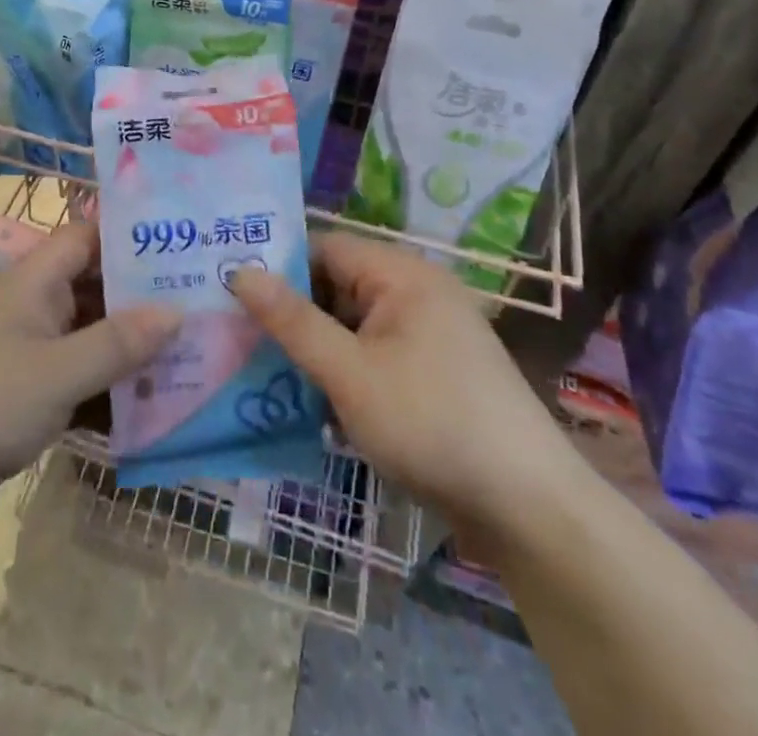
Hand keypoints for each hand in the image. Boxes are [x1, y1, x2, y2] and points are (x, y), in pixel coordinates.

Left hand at [0, 221, 178, 536]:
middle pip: (96, 288)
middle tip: (202, 304)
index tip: (183, 244)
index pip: (89, 238)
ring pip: (91, 337)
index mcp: (33, 281)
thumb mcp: (56, 373)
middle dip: (144, 299)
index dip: (132, 236)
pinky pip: (78, 379)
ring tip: (192, 354)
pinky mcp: (26, 395)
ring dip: (131, 349)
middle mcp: (33, 307)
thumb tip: (175, 311)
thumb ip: (117, 343)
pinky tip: (152, 405)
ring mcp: (28, 352)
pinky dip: (109, 388)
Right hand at [228, 232, 579, 531]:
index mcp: (401, 274)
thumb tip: (239, 270)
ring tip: (257, 369)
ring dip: (313, 348)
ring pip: (351, 326)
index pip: (323, 248)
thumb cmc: (432, 424)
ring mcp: (427, 335)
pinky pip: (372, 355)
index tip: (227, 289)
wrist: (530, 510)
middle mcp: (416, 292)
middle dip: (290, 313)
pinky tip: (307, 401)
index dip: (276, 265)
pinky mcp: (432, 373)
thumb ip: (293, 321)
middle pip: (336, 286)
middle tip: (234, 334)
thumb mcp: (350, 373)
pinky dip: (341, 371)